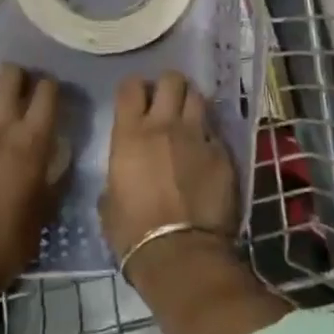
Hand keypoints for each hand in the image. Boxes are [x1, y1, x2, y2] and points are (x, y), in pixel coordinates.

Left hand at [0, 64, 62, 293]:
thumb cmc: (8, 241)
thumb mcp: (44, 210)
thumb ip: (52, 176)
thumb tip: (57, 156)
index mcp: (32, 141)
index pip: (46, 92)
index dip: (51, 87)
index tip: (51, 94)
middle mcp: (1, 126)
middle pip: (10, 76)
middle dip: (19, 77)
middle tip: (22, 91)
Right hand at [101, 71, 238, 263]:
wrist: (180, 253)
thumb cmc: (133, 232)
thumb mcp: (109, 202)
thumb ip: (117, 177)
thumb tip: (122, 176)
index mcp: (130, 134)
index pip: (131, 86)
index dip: (134, 89)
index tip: (136, 100)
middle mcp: (164, 125)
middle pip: (171, 80)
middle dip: (168, 87)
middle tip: (166, 103)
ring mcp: (197, 137)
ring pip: (198, 97)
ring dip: (191, 104)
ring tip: (189, 119)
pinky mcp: (224, 154)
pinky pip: (216, 133)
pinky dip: (209, 137)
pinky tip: (206, 153)